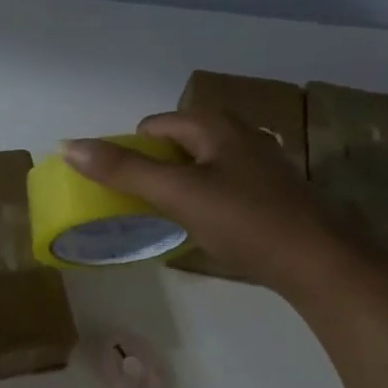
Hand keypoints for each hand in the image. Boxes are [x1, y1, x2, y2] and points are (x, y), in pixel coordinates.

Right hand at [65, 111, 361, 292]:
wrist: (319, 263)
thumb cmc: (244, 220)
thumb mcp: (177, 193)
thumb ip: (122, 170)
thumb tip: (68, 145)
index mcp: (214, 124)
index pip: (152, 127)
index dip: (129, 153)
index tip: (121, 190)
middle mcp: (237, 133)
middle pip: (174, 145)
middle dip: (152, 171)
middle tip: (141, 206)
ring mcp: (256, 163)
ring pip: (197, 167)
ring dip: (175, 187)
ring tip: (166, 219)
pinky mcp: (267, 192)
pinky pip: (218, 185)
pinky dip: (201, 200)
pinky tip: (203, 227)